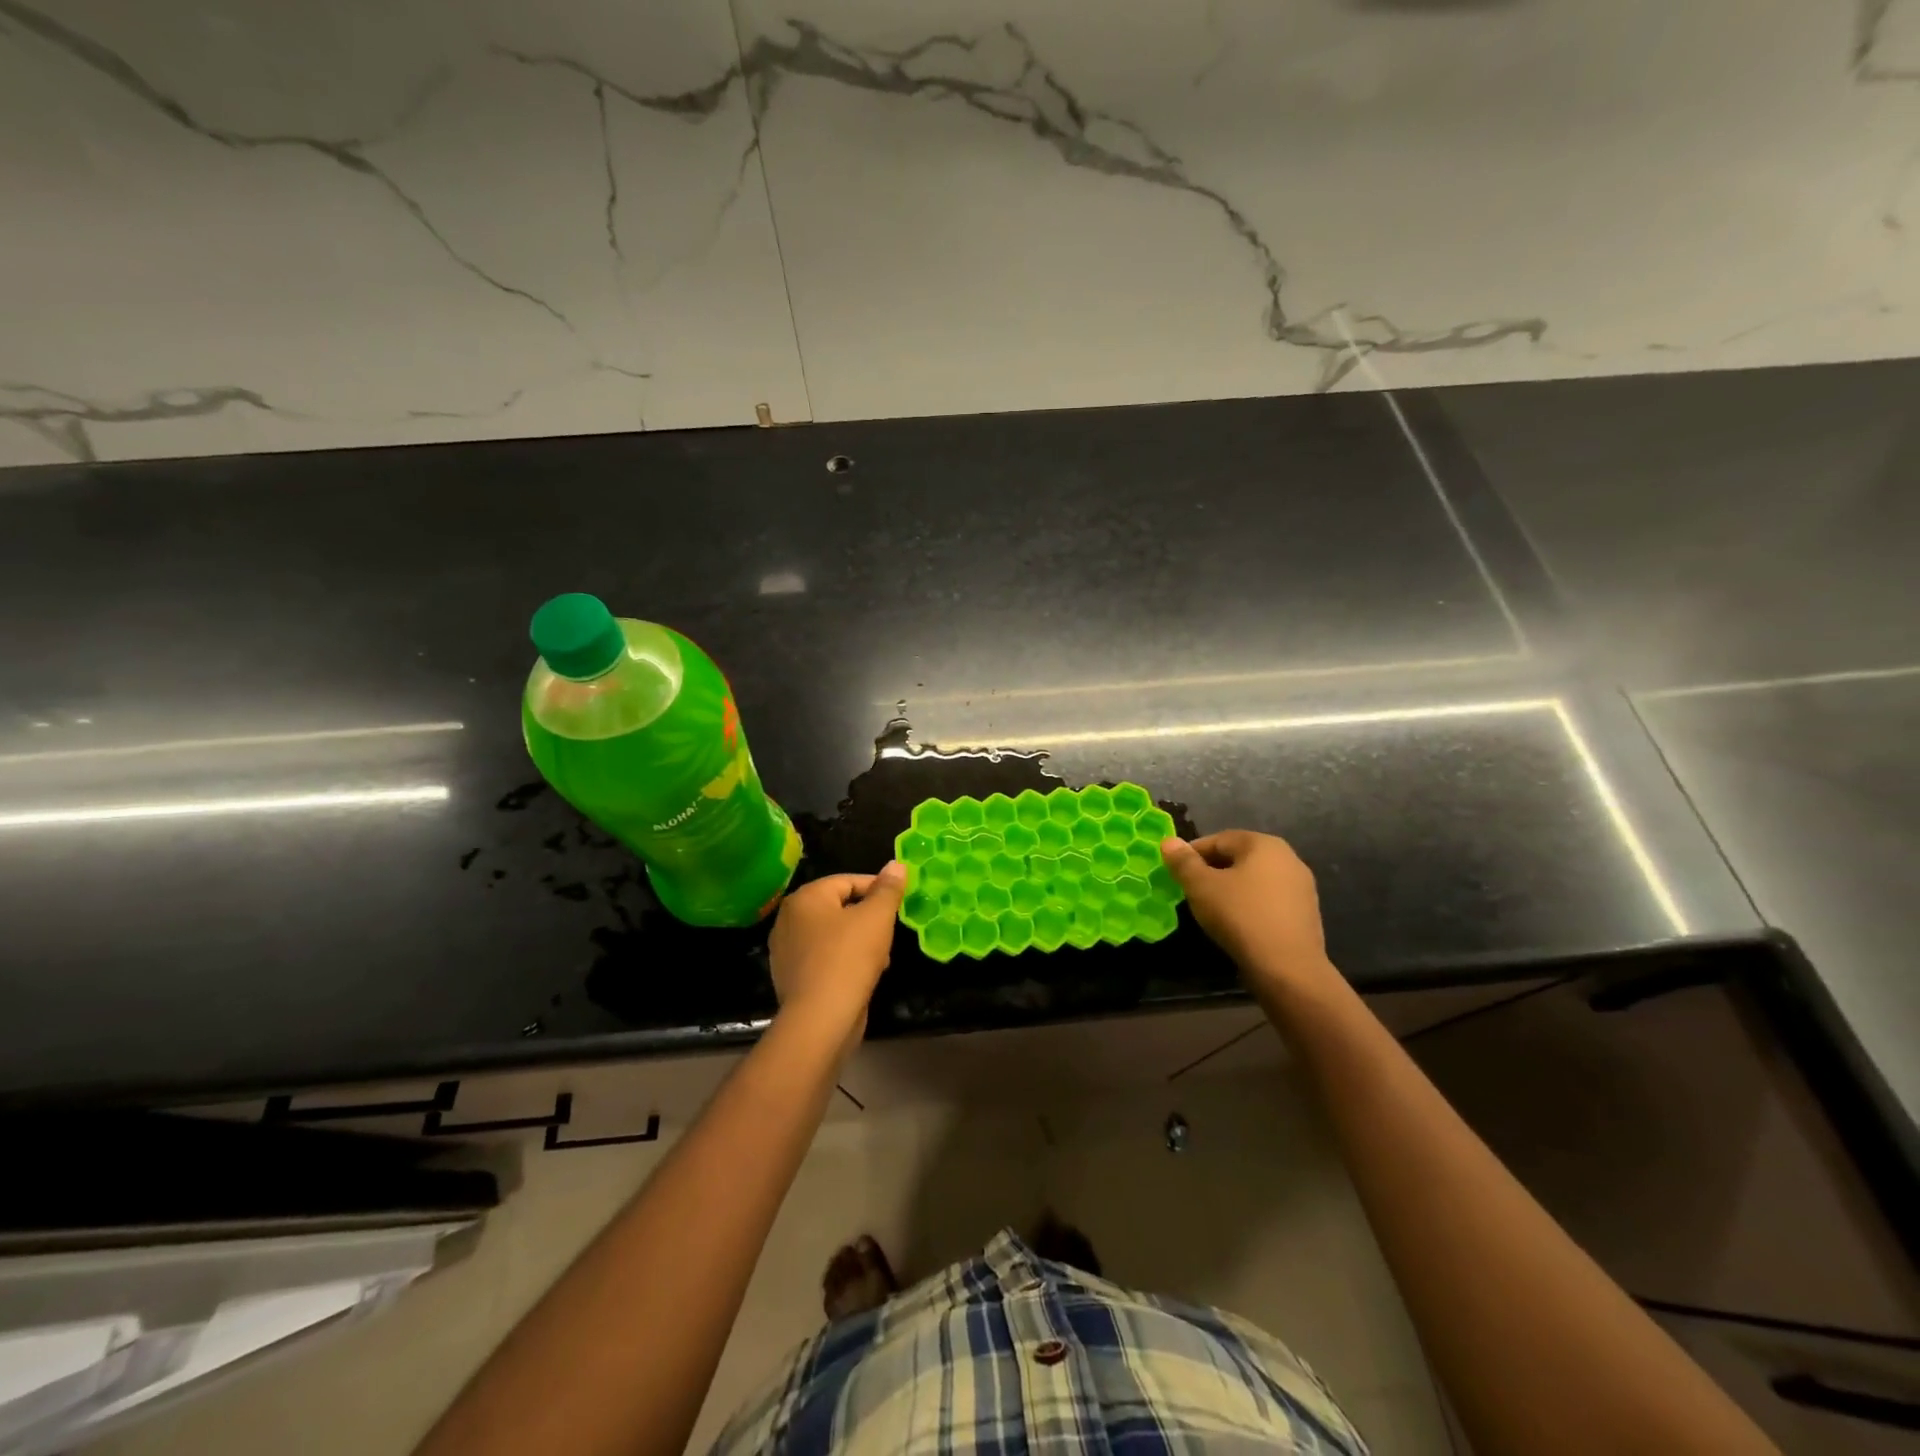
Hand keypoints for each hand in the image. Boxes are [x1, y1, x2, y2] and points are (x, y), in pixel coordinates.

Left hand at [767, 862, 905, 1052]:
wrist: (820, 1019)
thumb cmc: (849, 958)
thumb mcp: (877, 917)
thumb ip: (888, 889)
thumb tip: (896, 864)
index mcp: (805, 897)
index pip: (848, 881)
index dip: (878, 889)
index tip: (899, 903)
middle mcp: (789, 919)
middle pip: (840, 907)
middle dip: (869, 919)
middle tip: (890, 933)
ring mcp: (786, 950)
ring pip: (833, 935)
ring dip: (860, 942)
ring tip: (881, 958)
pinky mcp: (792, 977)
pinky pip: (824, 958)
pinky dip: (844, 961)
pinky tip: (863, 976)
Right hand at [1160, 831, 1334, 998]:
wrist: (1288, 968)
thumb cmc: (1240, 916)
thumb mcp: (1201, 887)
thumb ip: (1183, 862)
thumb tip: (1168, 841)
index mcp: (1264, 844)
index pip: (1219, 839)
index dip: (1192, 854)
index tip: (1175, 873)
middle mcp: (1288, 858)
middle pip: (1239, 858)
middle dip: (1212, 871)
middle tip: (1189, 890)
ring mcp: (1301, 887)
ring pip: (1254, 880)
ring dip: (1231, 889)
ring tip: (1210, 909)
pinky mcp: (1306, 914)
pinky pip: (1269, 901)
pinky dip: (1250, 906)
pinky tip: (1237, 924)